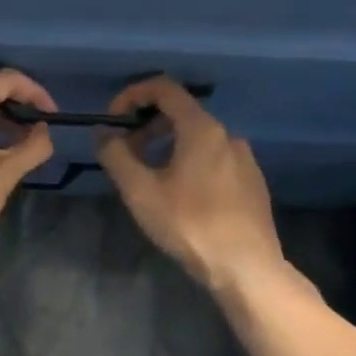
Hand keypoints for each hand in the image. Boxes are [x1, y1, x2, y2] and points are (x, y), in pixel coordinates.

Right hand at [96, 77, 291, 295]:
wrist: (245, 267)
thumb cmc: (188, 224)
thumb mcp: (140, 191)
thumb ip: (116, 155)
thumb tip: (103, 133)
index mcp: (201, 129)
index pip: (164, 88)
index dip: (132, 95)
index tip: (113, 119)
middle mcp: (226, 135)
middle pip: (180, 113)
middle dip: (146, 127)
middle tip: (125, 155)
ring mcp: (243, 158)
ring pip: (197, 139)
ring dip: (167, 147)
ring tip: (149, 179)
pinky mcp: (251, 181)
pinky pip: (213, 159)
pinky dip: (189, 163)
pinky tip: (180, 197)